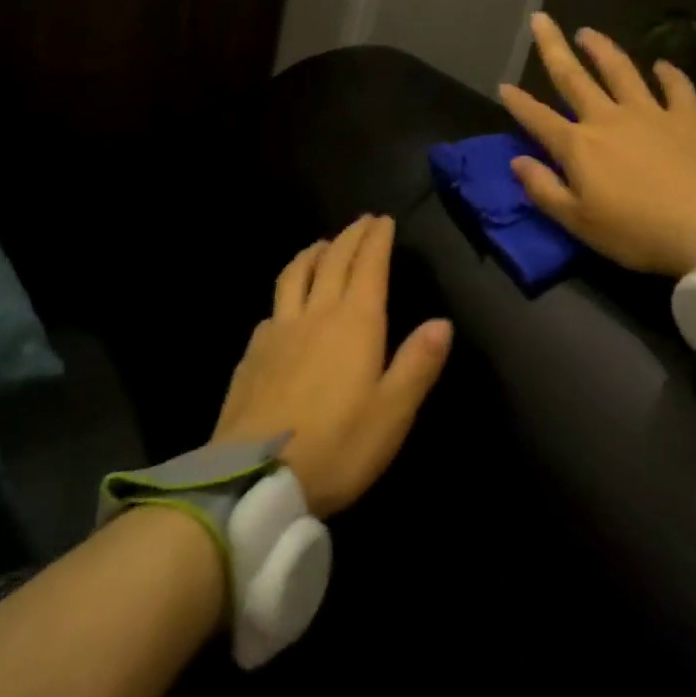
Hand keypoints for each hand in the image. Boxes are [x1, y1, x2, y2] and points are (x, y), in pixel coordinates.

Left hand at [212, 215, 452, 517]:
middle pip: (333, 261)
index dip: (376, 240)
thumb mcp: (392, 412)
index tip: (383, 220)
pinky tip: (286, 303)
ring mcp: (279, 329)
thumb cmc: (338, 445)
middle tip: (361, 222)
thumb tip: (441, 322)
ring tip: (322, 244)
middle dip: (350, 236)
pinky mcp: (253, 351)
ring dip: (313, 252)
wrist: (256, 476)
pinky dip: (287, 290)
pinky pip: (273, 306)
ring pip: (296, 274)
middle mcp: (316, 313)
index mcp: (354, 322)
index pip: (368, 266)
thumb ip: (417, 363)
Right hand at [499, 12, 695, 278]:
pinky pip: (676, 88)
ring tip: (587, 33)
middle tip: (540, 19)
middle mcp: (608, 119)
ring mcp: (650, 114)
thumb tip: (517, 161)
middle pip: (573, 77)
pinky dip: (668, 74)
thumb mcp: (578, 222)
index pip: (538, 118)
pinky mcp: (687, 119)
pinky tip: (662, 65)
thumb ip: (543, 189)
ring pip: (620, 71)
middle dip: (553, 47)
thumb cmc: (636, 233)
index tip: (503, 85)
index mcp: (578, 146)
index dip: (518, 102)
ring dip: (602, 49)